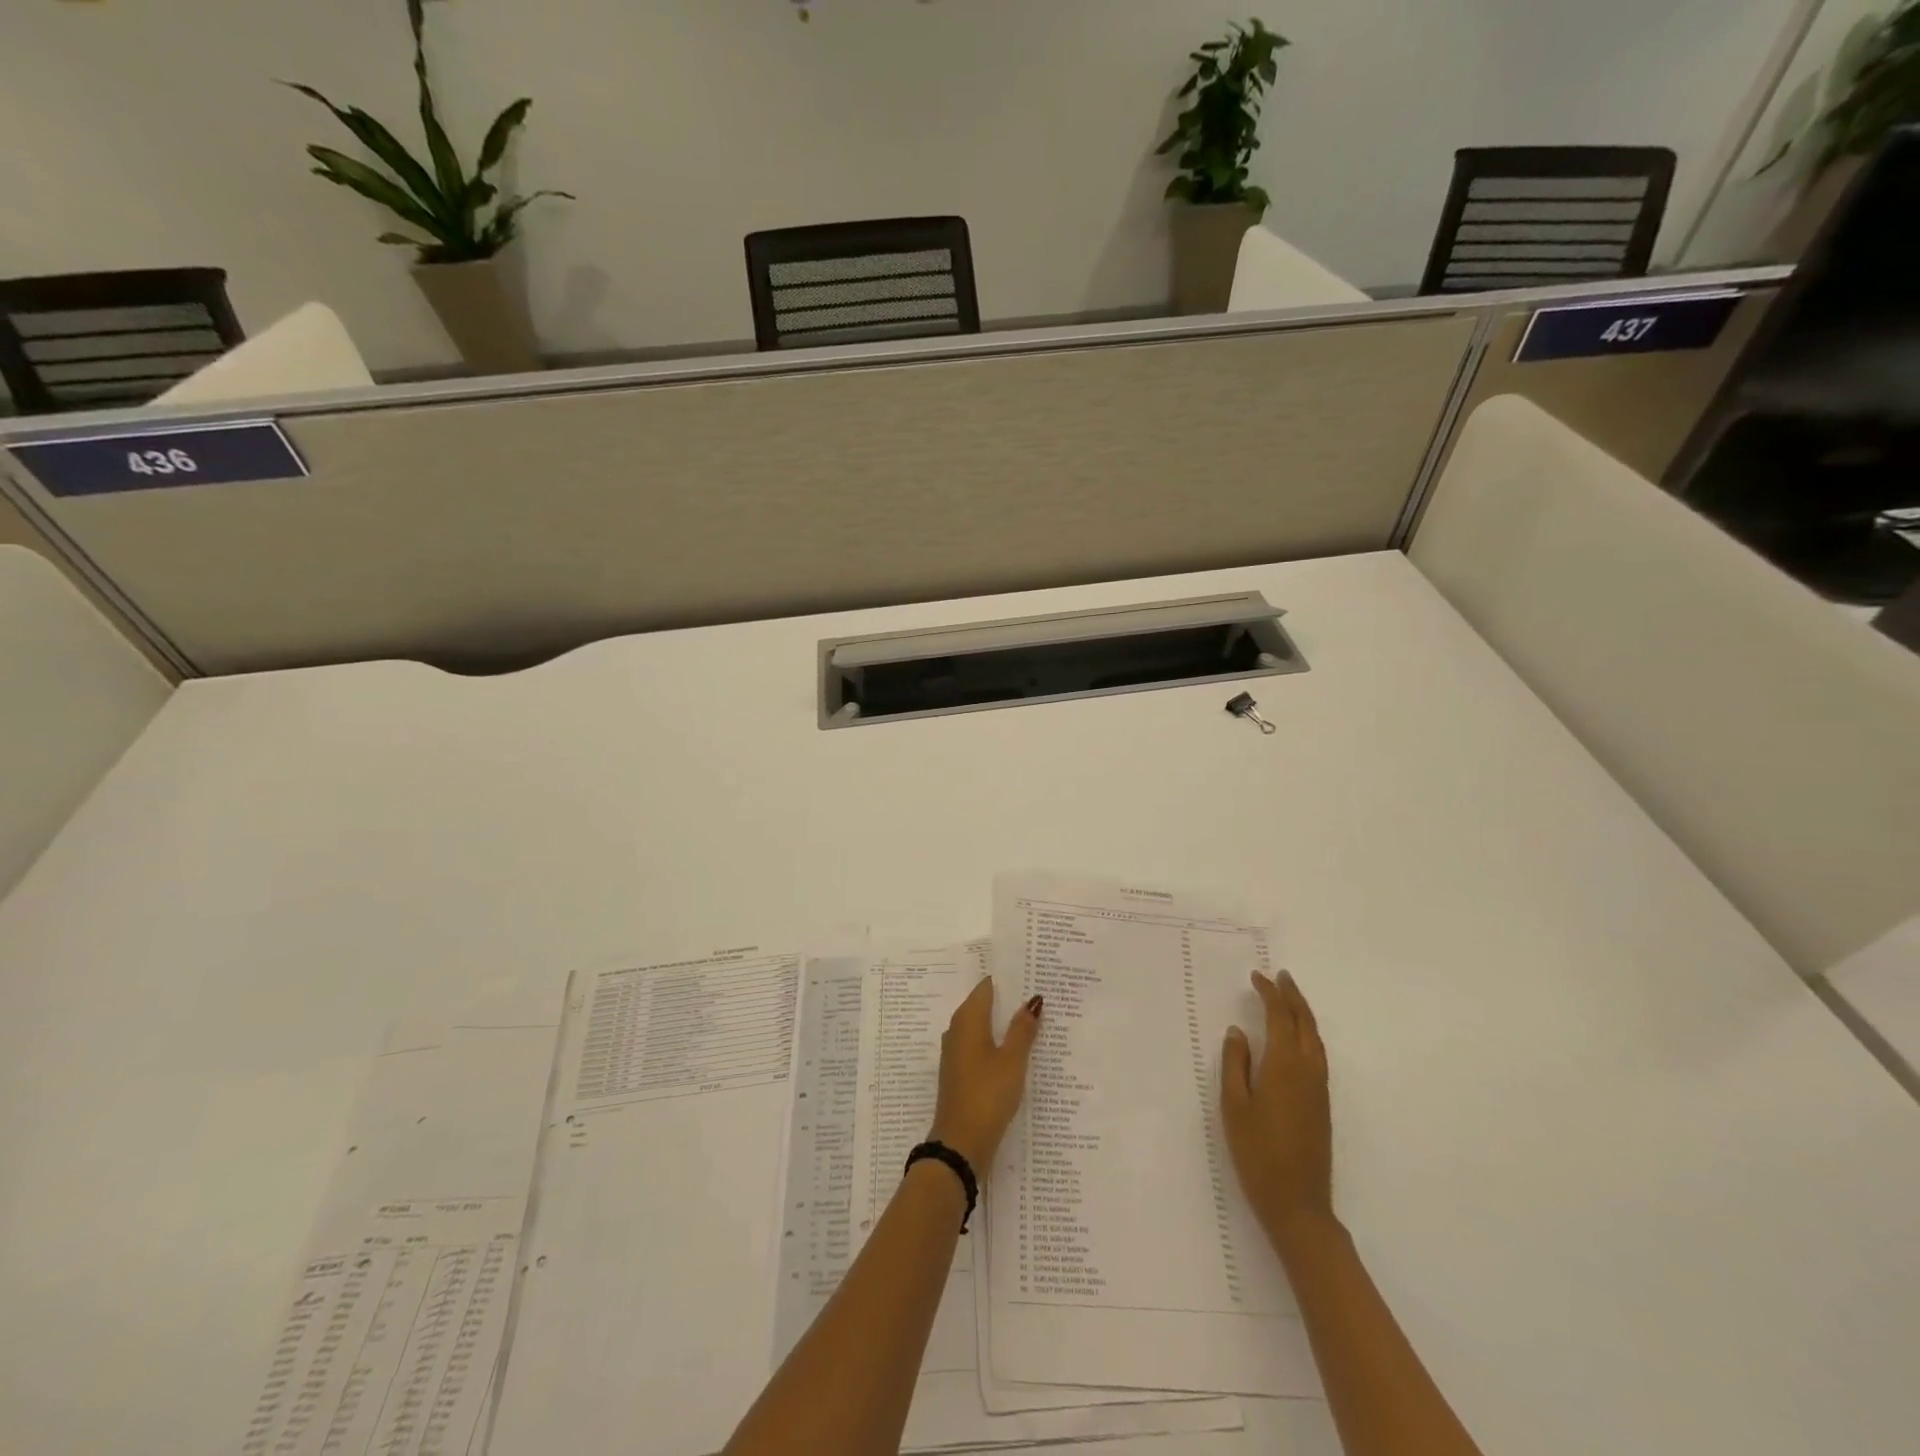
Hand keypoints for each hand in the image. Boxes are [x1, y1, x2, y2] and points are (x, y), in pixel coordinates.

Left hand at [929, 978, 1041, 1174]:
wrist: (961, 1144)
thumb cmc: (987, 1094)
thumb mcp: (1012, 1060)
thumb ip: (1023, 1029)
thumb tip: (1033, 1000)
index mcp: (967, 1019)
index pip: (987, 986)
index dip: (1008, 979)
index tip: (1031, 973)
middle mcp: (957, 1030)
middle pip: (984, 1005)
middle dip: (1009, 1000)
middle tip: (1039, 995)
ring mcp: (957, 1053)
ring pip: (983, 1027)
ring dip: (1004, 1024)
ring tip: (1035, 1020)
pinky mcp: (960, 1073)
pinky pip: (981, 1047)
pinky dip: (998, 1043)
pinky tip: (1017, 1051)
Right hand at [1221, 970, 1333, 1250]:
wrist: (1298, 1205)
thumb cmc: (1257, 1153)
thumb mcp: (1234, 1106)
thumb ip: (1235, 1064)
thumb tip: (1238, 1031)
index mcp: (1285, 1066)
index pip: (1281, 1018)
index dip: (1270, 993)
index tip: (1257, 976)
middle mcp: (1308, 1071)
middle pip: (1305, 1023)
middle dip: (1293, 996)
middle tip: (1279, 976)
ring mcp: (1319, 1089)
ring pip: (1316, 1039)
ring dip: (1303, 1014)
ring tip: (1288, 998)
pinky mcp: (1322, 1105)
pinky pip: (1318, 1055)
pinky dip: (1308, 1034)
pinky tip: (1297, 1038)